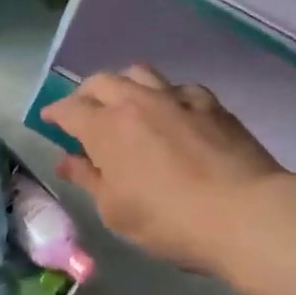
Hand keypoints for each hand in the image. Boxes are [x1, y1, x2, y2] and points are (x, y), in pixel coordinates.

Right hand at [43, 66, 284, 272]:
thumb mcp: (116, 211)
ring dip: (124, 84)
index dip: (55, 113)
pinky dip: (166, 96)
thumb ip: (89, 179)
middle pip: (102, 81)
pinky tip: (172, 113)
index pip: (69, 109)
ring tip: (125, 103)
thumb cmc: (169, 221)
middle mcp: (136, 102)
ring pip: (140, 73)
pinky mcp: (210, 104)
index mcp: (105, 128)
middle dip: (86, 94)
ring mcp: (176, 98)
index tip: (49, 120)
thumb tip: (68, 161)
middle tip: (84, 112)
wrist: (245, 213)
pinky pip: (179, 88)